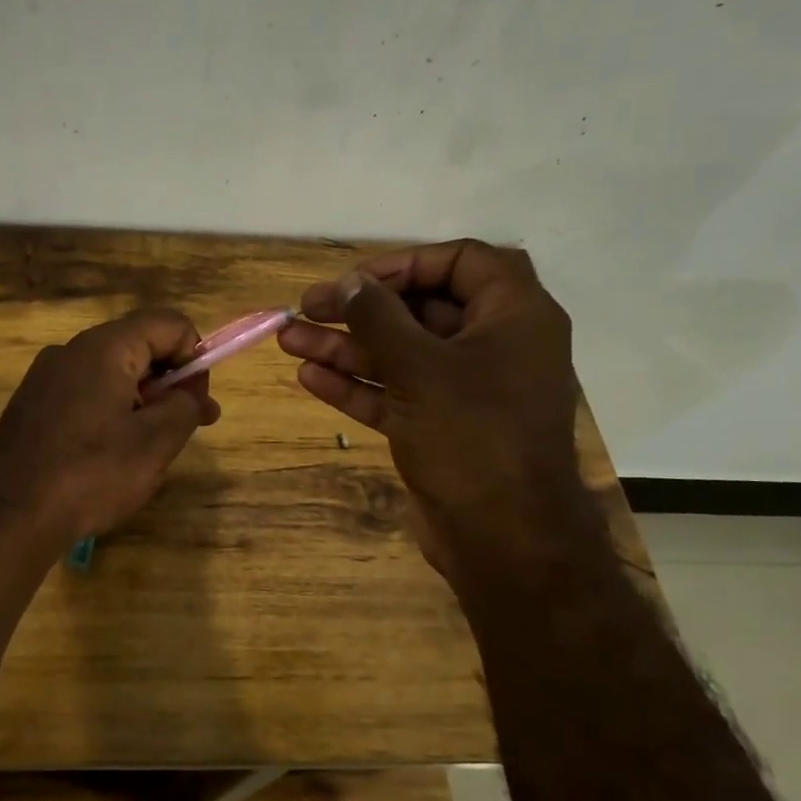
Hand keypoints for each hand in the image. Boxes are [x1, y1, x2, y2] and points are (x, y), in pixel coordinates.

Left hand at [0, 309, 220, 548]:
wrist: (7, 515)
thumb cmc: (91, 473)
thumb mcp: (155, 443)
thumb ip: (185, 406)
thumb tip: (190, 393)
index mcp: (105, 347)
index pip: (169, 323)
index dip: (195, 356)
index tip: (198, 402)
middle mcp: (72, 350)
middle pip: (139, 345)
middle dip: (171, 380)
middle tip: (191, 425)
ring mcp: (46, 376)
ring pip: (111, 372)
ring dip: (142, 399)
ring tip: (153, 445)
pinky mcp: (32, 404)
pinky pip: (84, 393)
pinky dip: (111, 411)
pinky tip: (112, 452)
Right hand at [279, 240, 589, 569]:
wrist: (504, 539)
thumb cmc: (473, 436)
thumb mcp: (420, 368)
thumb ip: (380, 318)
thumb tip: (350, 282)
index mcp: (513, 317)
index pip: (461, 262)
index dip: (405, 263)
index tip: (356, 279)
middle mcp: (492, 346)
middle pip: (421, 309)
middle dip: (360, 309)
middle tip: (307, 308)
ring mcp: (464, 390)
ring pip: (400, 354)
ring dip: (345, 347)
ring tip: (288, 339)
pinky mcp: (439, 426)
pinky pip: (395, 393)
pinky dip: (356, 385)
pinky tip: (309, 378)